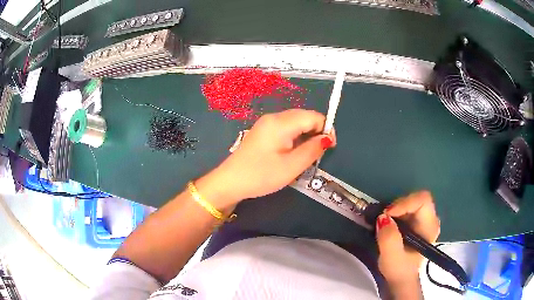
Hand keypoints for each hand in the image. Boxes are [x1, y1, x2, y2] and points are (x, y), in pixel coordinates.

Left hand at [196, 109, 335, 208]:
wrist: (230, 182)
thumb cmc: (261, 175)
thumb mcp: (291, 166)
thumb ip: (313, 150)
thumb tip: (327, 138)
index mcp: (281, 122)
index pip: (314, 116)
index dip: (326, 129)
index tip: (328, 149)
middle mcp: (274, 117)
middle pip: (304, 117)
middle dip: (316, 132)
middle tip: (315, 155)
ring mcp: (266, 123)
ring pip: (295, 122)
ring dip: (305, 136)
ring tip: (302, 156)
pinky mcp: (262, 131)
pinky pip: (285, 128)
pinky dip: (294, 137)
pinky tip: (290, 153)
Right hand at [376, 191, 440, 287]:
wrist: (401, 278)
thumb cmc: (399, 270)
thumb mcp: (391, 258)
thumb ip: (389, 239)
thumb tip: (383, 217)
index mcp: (430, 227)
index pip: (423, 200)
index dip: (404, 203)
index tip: (387, 215)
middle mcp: (431, 219)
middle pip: (417, 198)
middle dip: (398, 205)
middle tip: (383, 218)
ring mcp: (425, 219)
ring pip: (411, 201)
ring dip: (396, 209)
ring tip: (385, 222)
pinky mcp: (417, 221)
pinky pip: (407, 207)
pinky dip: (396, 212)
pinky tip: (389, 224)